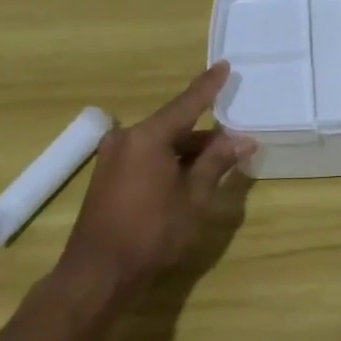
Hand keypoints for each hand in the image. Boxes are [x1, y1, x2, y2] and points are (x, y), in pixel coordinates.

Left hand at [58, 63, 254, 298]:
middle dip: (205, 133)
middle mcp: (127, 138)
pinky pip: (146, 156)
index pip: (187, 103)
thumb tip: (243, 140)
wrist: (97, 274)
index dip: (209, 86)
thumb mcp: (193, 197)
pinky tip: (190, 173)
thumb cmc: (152, 232)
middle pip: (174, 125)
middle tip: (236, 138)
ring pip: (161, 143)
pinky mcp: (108, 176)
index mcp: (148, 137)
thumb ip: (216, 163)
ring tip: (219, 160)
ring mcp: (113, 157)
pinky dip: (169, 160)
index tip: (225, 65)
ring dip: (188, 150)